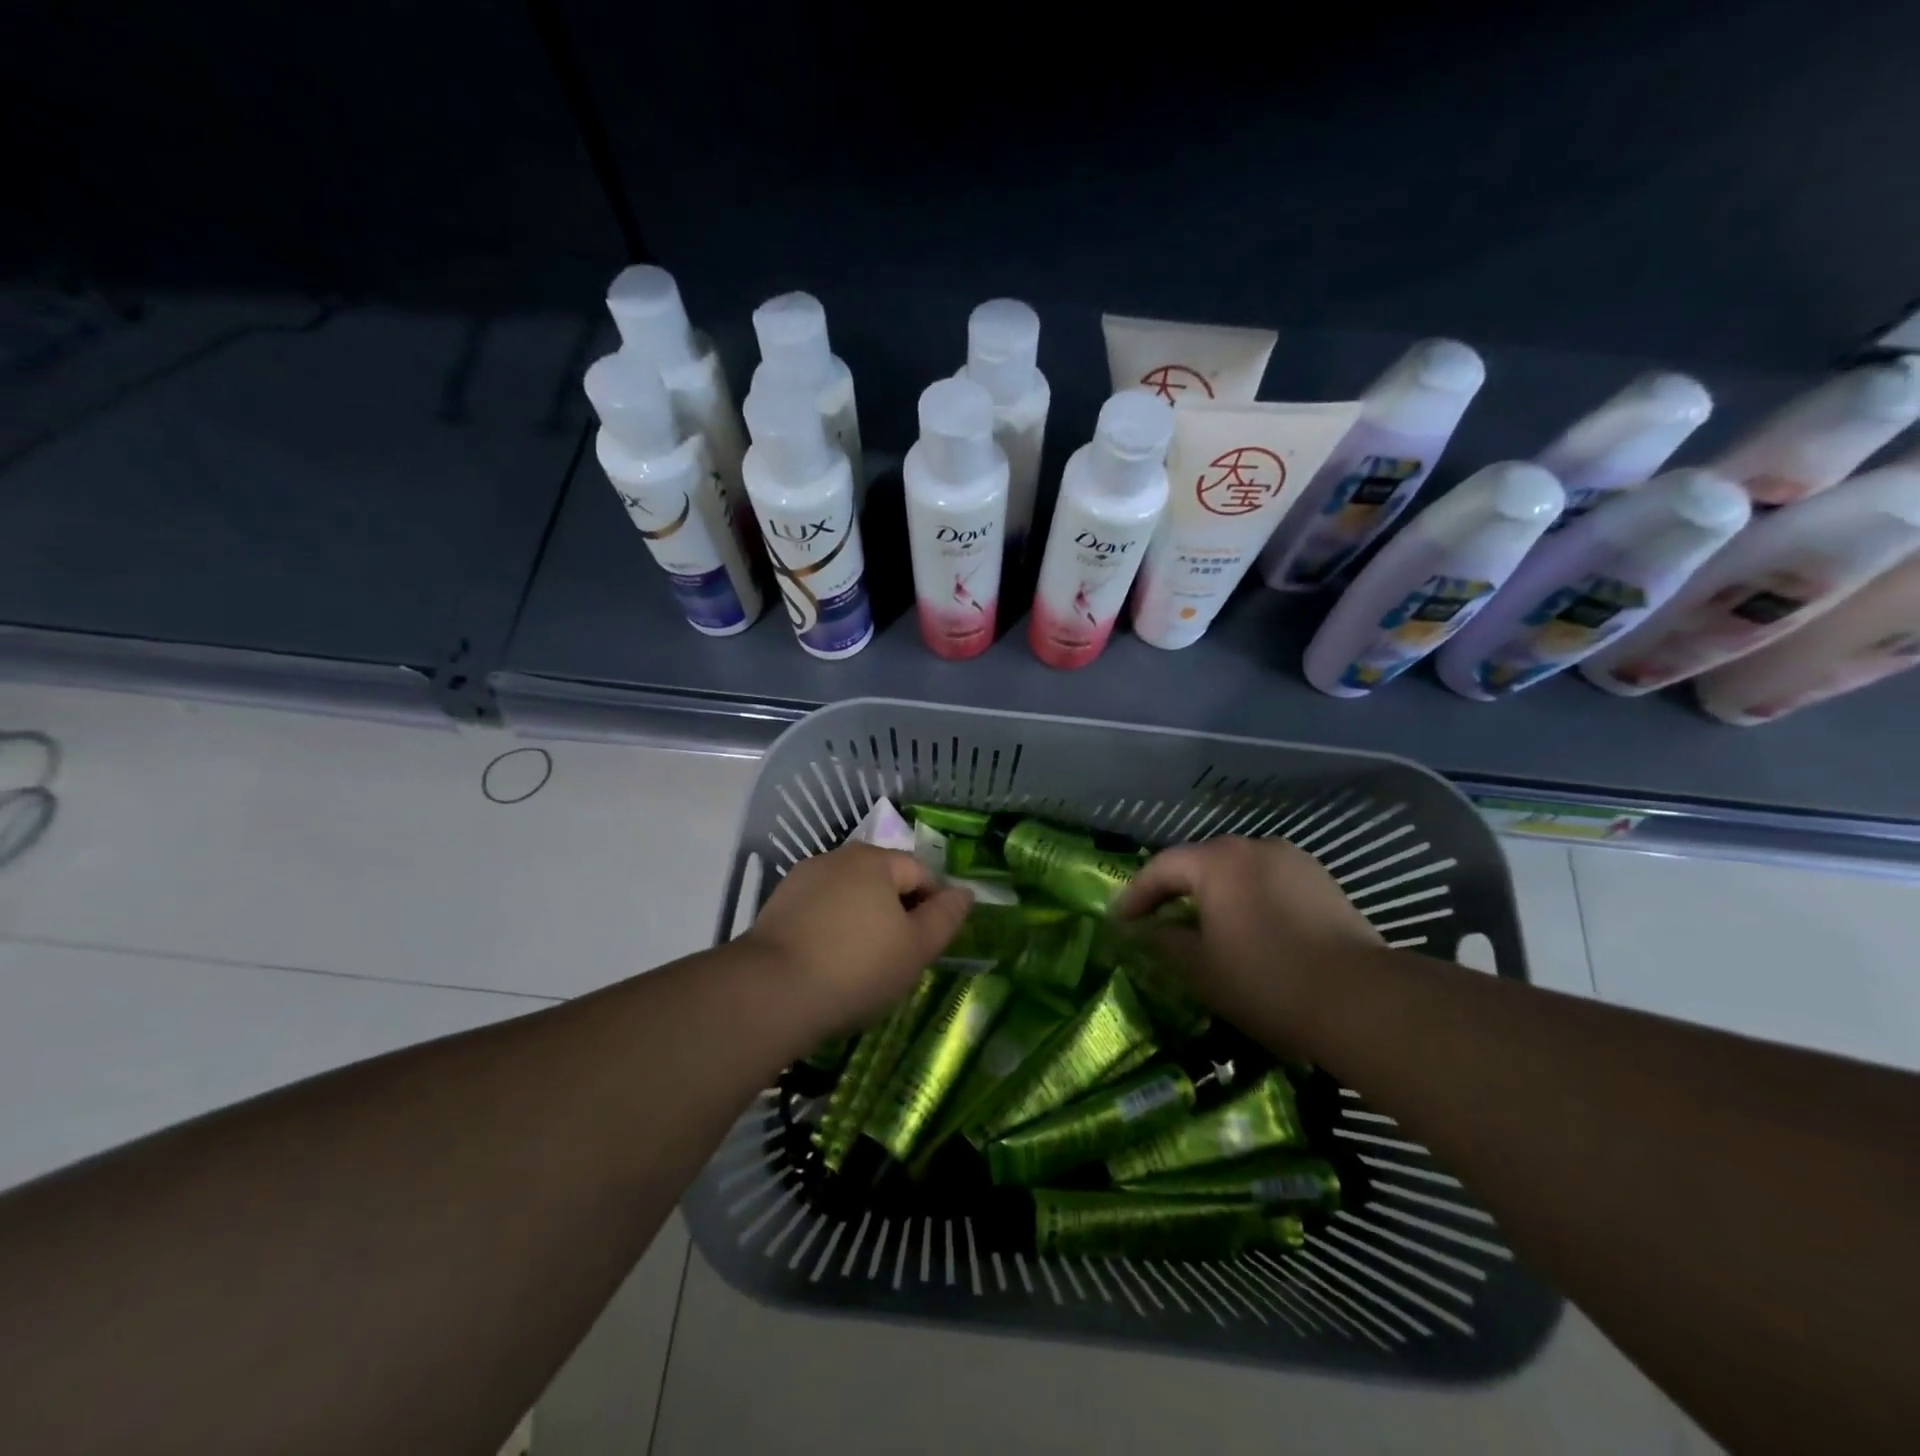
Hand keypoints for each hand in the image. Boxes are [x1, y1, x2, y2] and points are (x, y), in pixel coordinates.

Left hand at [742, 843, 973, 1037]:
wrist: (771, 993)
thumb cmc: (857, 967)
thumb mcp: (916, 948)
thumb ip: (945, 917)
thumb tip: (964, 892)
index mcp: (875, 860)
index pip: (921, 873)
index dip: (934, 907)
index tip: (931, 946)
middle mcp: (838, 858)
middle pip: (883, 881)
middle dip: (898, 912)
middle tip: (900, 958)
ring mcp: (803, 879)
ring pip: (850, 896)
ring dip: (863, 920)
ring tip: (863, 965)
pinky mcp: (777, 906)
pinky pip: (820, 912)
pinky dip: (832, 930)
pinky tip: (830, 963)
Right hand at [1111, 836, 1379, 1040]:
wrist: (1362, 1001)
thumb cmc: (1265, 979)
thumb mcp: (1198, 967)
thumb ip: (1160, 943)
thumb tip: (1140, 933)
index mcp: (1217, 859)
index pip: (1161, 868)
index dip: (1135, 896)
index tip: (1120, 925)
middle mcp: (1253, 846)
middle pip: (1200, 864)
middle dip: (1174, 893)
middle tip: (1156, 925)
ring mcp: (1293, 861)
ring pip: (1237, 873)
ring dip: (1213, 897)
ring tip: (1203, 930)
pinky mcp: (1323, 883)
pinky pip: (1269, 884)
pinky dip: (1248, 902)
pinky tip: (1250, 933)